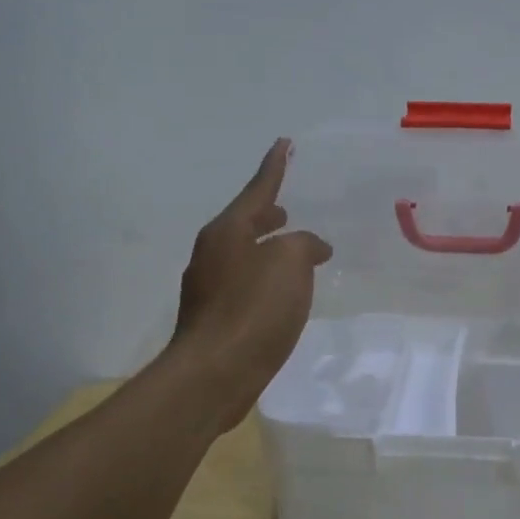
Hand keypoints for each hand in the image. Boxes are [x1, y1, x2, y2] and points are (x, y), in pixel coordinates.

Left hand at [168, 138, 332, 429]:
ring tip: (293, 249)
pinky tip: (283, 293)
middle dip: (267, 214)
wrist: (214, 375)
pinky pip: (246, 284)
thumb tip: (310, 247)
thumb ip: (304, 245)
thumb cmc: (253, 310)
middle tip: (287, 209)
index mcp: (227, 232)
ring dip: (268, 248)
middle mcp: (212, 253)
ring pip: (244, 255)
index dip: (275, 167)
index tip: (284, 143)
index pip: (258, 190)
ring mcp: (209, 287)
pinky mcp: (215, 318)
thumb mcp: (290, 264)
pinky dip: (266, 278)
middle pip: (245, 223)